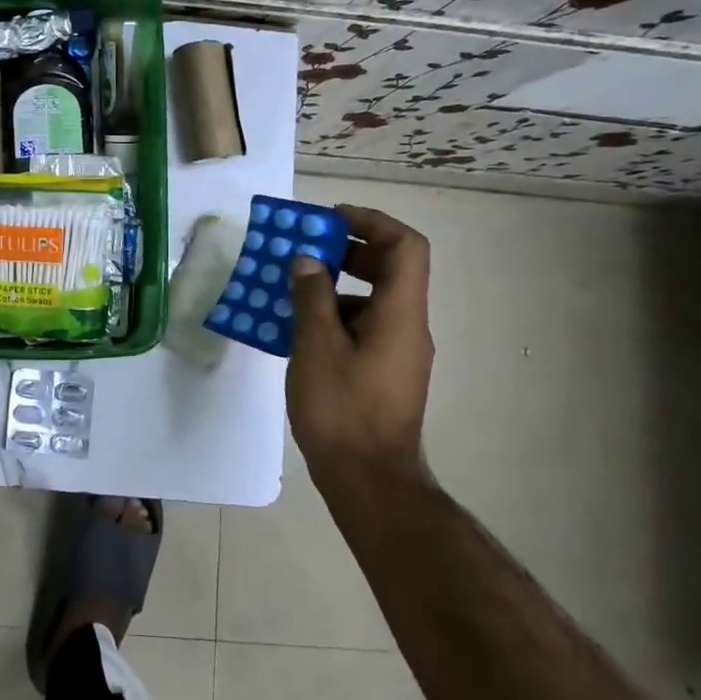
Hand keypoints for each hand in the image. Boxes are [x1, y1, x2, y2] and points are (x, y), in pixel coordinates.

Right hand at [287, 205, 433, 477]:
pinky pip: (364, 327)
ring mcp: (399, 352)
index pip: (405, 246)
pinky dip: (336, 316)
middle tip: (305, 250)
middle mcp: (408, 326)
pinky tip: (299, 330)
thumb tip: (310, 262)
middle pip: (391, 269)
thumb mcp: (316, 347)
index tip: (330, 218)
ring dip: (337, 286)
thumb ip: (312, 297)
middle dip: (348, 251)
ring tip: (292, 290)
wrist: (369, 481)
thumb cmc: (342, 409)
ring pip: (374, 300)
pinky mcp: (386, 373)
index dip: (372, 221)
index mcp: (399, 313)